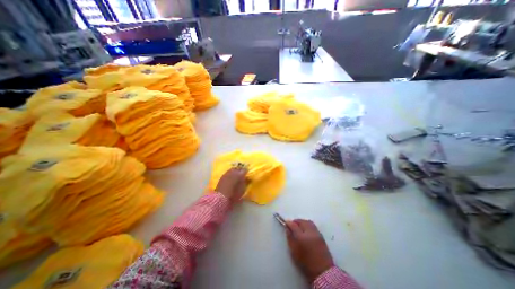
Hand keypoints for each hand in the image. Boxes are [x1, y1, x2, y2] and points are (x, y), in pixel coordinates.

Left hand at [215, 168, 247, 202]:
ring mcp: (227, 173)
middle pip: (238, 168)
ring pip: (233, 169)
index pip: (245, 170)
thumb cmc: (234, 194)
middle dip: (241, 170)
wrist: (221, 197)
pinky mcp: (223, 176)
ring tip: (236, 174)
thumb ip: (246, 182)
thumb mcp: (242, 189)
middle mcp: (233, 172)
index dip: (246, 171)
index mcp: (240, 175)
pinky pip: (228, 172)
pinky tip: (231, 176)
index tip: (247, 173)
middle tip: (242, 173)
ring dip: (235, 171)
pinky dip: (231, 173)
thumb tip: (247, 178)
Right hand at [286, 220, 333, 282]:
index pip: (293, 225)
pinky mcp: (322, 236)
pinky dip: (308, 225)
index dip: (289, 223)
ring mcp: (317, 233)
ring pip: (308, 222)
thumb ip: (290, 238)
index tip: (286, 223)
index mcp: (301, 237)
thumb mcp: (294, 251)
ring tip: (299, 226)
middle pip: (302, 221)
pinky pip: (313, 226)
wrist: (323, 272)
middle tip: (292, 224)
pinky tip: (306, 230)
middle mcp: (310, 232)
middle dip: (296, 221)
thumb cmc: (305, 263)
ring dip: (303, 222)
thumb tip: (287, 228)